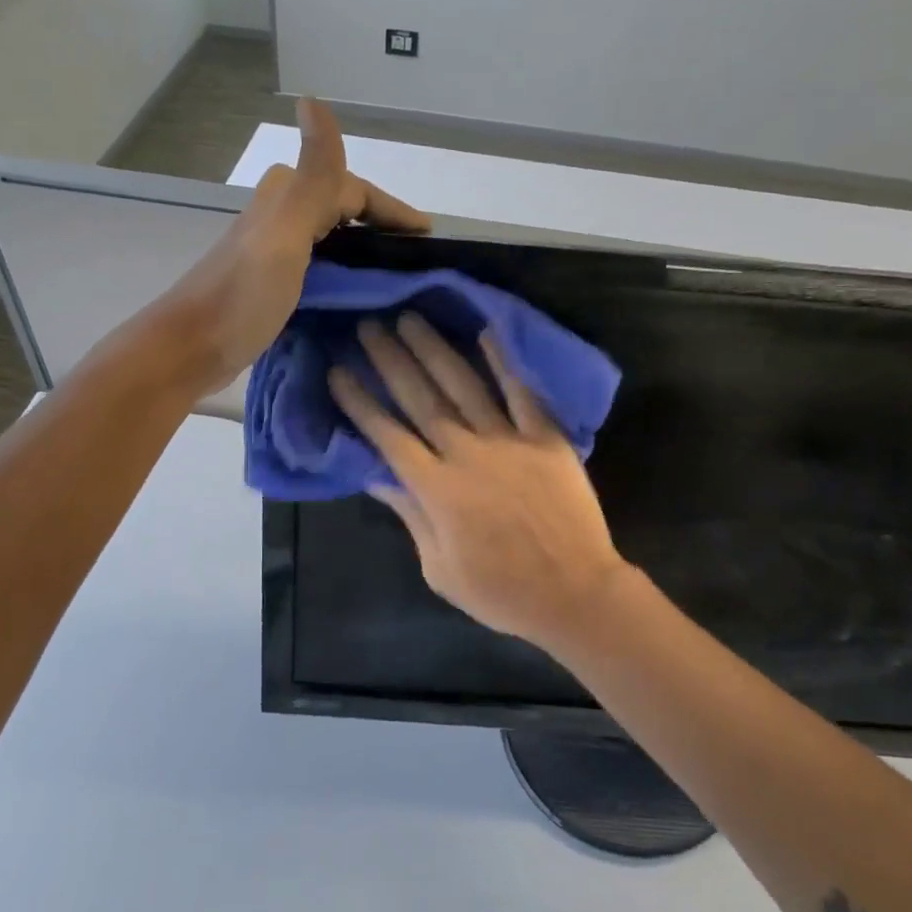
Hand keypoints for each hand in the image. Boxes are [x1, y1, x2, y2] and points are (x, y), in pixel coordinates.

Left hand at [166, 98, 429, 390]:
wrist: (191, 348)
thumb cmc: (243, 294)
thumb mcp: (285, 233)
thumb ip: (313, 177)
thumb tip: (312, 99)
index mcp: (287, 198)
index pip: (353, 190)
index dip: (392, 209)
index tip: (427, 236)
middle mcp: (279, 217)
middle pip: (341, 211)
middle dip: (380, 227)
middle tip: (415, 259)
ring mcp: (273, 252)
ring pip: (331, 240)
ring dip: (363, 251)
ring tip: (395, 278)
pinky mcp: (270, 286)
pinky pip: (319, 269)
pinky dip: (344, 276)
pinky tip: (356, 298)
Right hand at [327, 314, 633, 649]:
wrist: (574, 593)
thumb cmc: (500, 592)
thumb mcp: (439, 568)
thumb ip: (409, 515)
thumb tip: (375, 475)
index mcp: (436, 489)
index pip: (387, 435)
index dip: (360, 402)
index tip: (338, 370)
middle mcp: (466, 454)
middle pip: (420, 399)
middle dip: (390, 361)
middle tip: (369, 327)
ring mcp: (509, 441)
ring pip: (464, 385)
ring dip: (434, 350)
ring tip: (411, 319)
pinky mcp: (546, 438)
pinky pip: (522, 393)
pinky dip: (504, 362)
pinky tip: (485, 333)